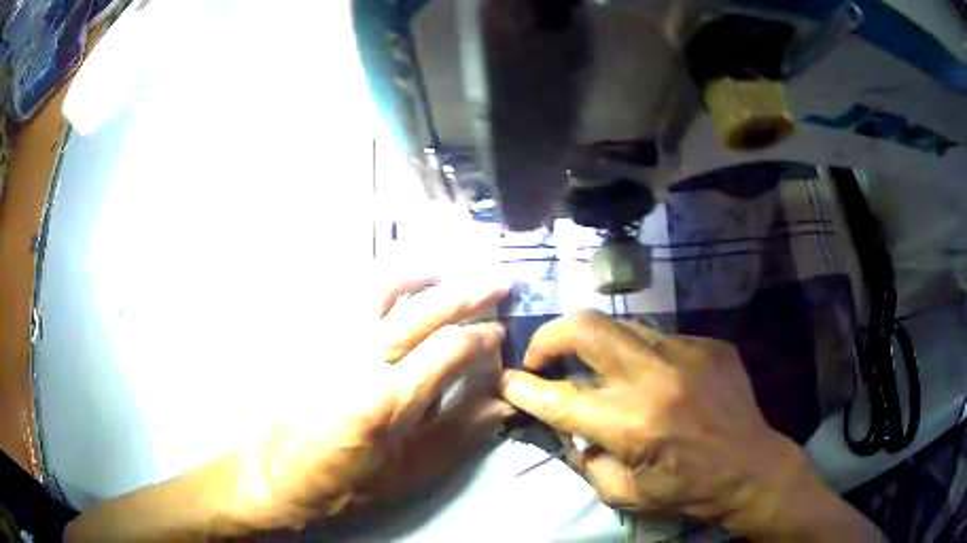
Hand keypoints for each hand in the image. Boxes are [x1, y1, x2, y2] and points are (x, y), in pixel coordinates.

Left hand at [231, 276, 514, 529]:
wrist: (275, 475)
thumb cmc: (343, 485)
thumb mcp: (407, 474)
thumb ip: (458, 435)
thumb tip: (501, 402)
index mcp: (387, 400)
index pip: (450, 348)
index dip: (485, 337)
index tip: (501, 336)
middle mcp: (360, 359)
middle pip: (424, 308)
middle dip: (471, 290)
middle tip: (501, 279)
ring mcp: (331, 341)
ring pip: (383, 286)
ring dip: (424, 273)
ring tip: (449, 271)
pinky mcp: (313, 338)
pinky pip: (351, 294)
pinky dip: (384, 281)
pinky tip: (398, 284)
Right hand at [500, 312, 879, 540]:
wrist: (752, 467)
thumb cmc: (687, 489)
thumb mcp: (624, 494)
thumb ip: (587, 460)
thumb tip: (570, 430)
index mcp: (632, 424)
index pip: (559, 397)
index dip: (524, 386)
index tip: (505, 379)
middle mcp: (655, 378)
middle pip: (587, 328)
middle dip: (551, 336)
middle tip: (543, 356)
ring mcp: (687, 352)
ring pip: (622, 326)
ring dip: (598, 345)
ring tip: (599, 368)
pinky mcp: (709, 344)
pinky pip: (661, 339)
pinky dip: (644, 357)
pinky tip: (658, 381)